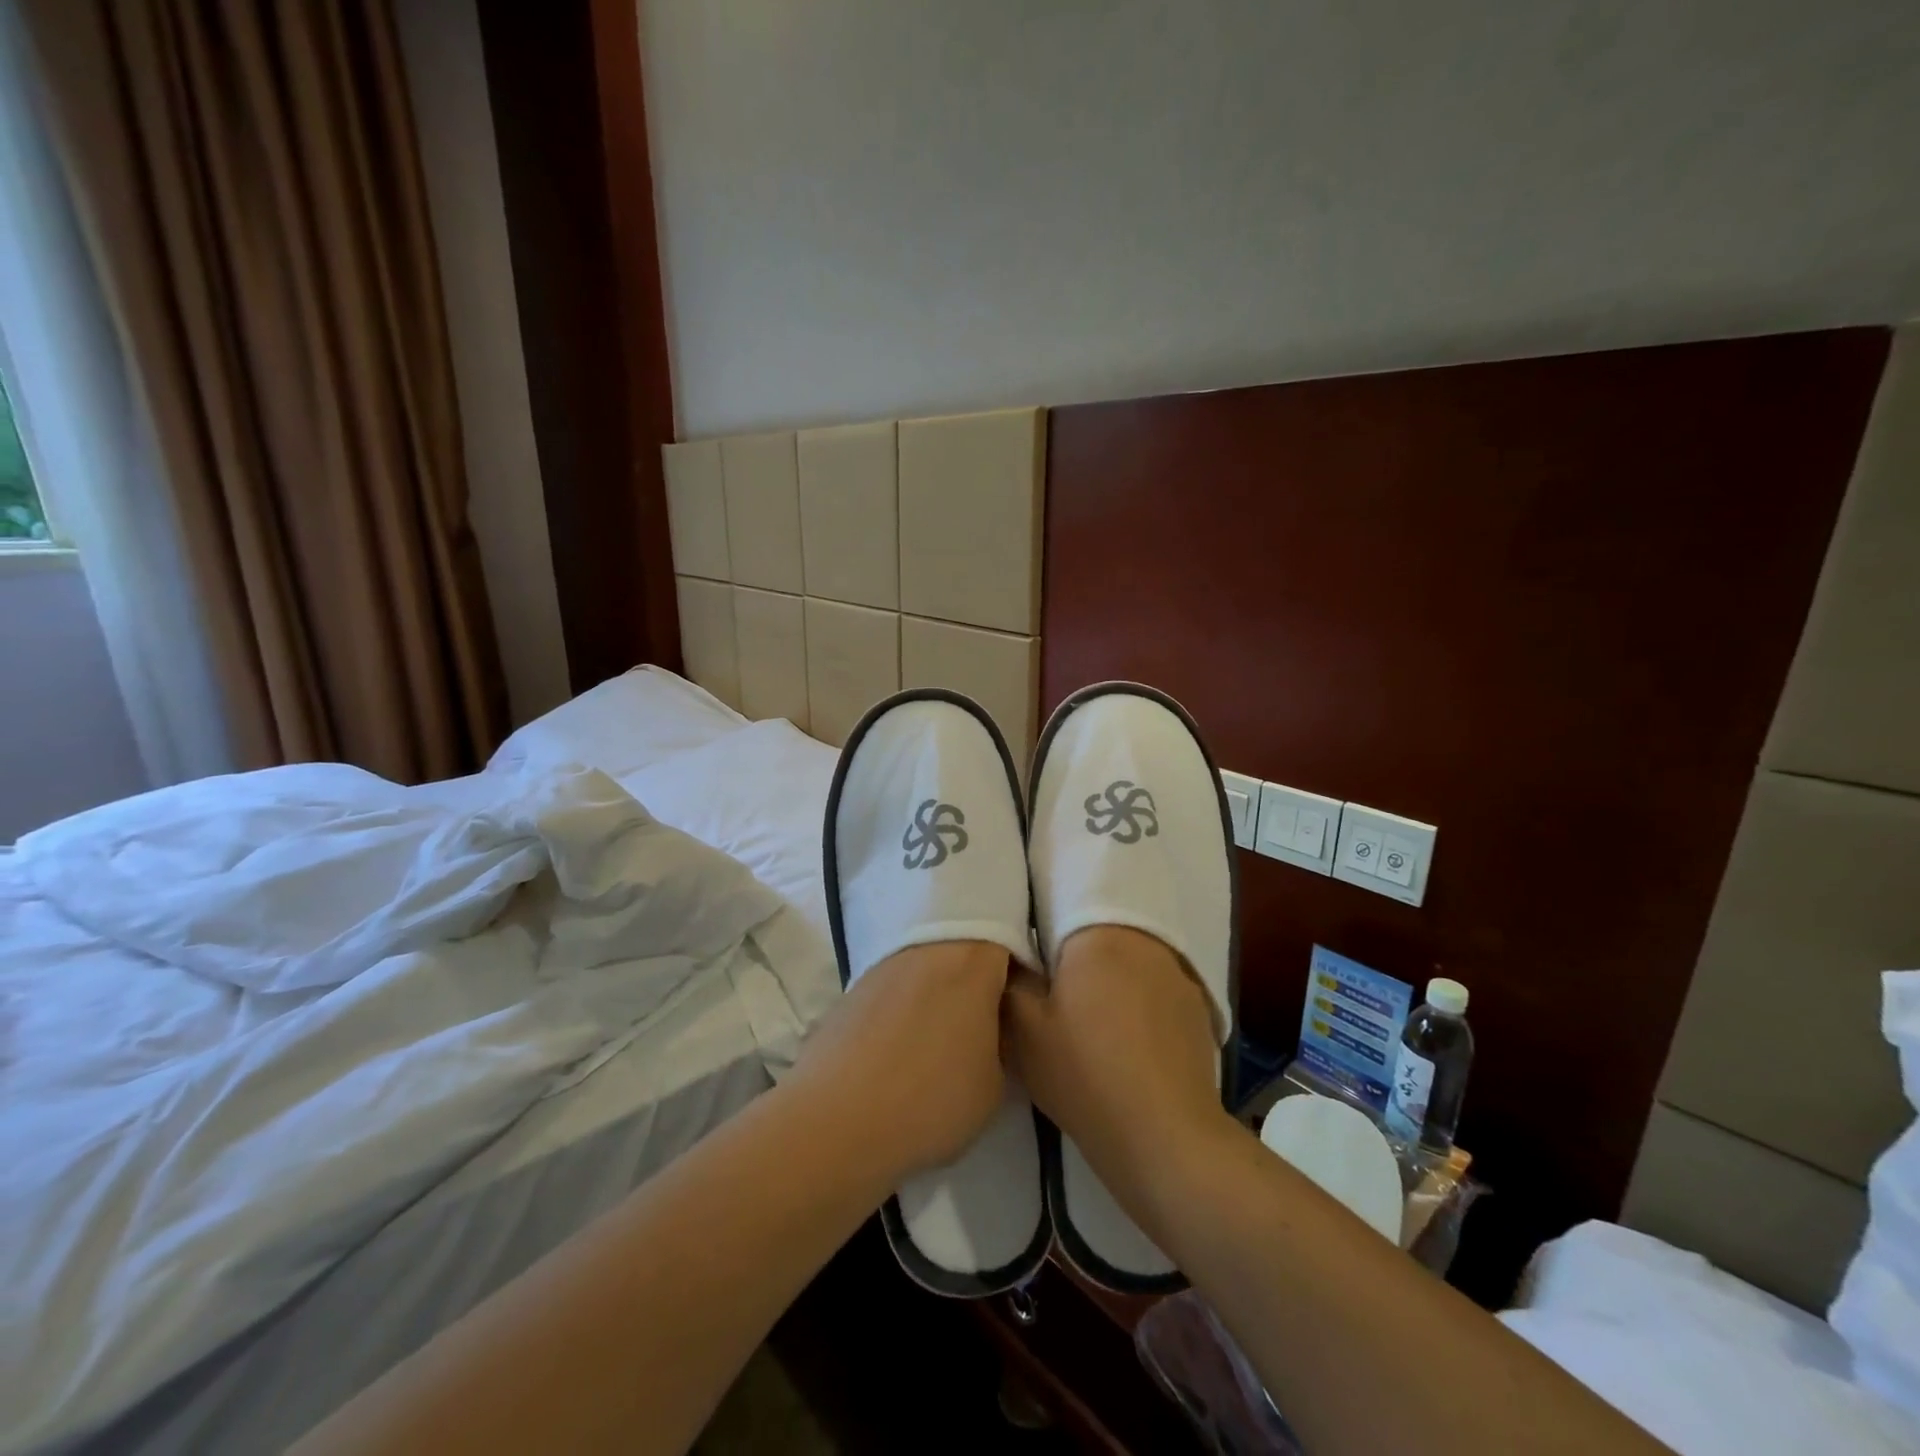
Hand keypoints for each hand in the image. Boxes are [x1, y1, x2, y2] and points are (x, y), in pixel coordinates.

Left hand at [790, 941, 1011, 1177]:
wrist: (836, 1121)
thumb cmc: (932, 1098)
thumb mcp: (995, 1083)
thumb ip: (1001, 1041)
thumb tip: (989, 1029)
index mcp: (971, 958)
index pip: (1007, 939)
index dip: (1019, 968)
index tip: (1021, 1003)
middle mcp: (927, 946)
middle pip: (962, 949)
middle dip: (976, 980)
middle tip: (984, 1024)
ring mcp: (884, 964)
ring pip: (925, 967)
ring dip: (938, 994)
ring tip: (940, 1044)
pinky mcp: (852, 989)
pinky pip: (894, 989)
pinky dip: (904, 1011)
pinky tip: (901, 1052)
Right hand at [1001, 925, 1226, 1192]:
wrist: (1168, 1141)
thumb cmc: (1087, 1075)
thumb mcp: (1025, 1032)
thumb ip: (1011, 980)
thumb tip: (1010, 954)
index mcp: (1100, 932)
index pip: (1063, 899)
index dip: (1039, 919)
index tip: (1026, 944)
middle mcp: (1146, 938)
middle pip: (1098, 928)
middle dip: (1073, 948)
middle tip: (1050, 978)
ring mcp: (1178, 972)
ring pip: (1129, 956)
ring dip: (1107, 971)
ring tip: (1087, 1007)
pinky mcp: (1197, 1007)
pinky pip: (1154, 984)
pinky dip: (1135, 996)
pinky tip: (1123, 1032)